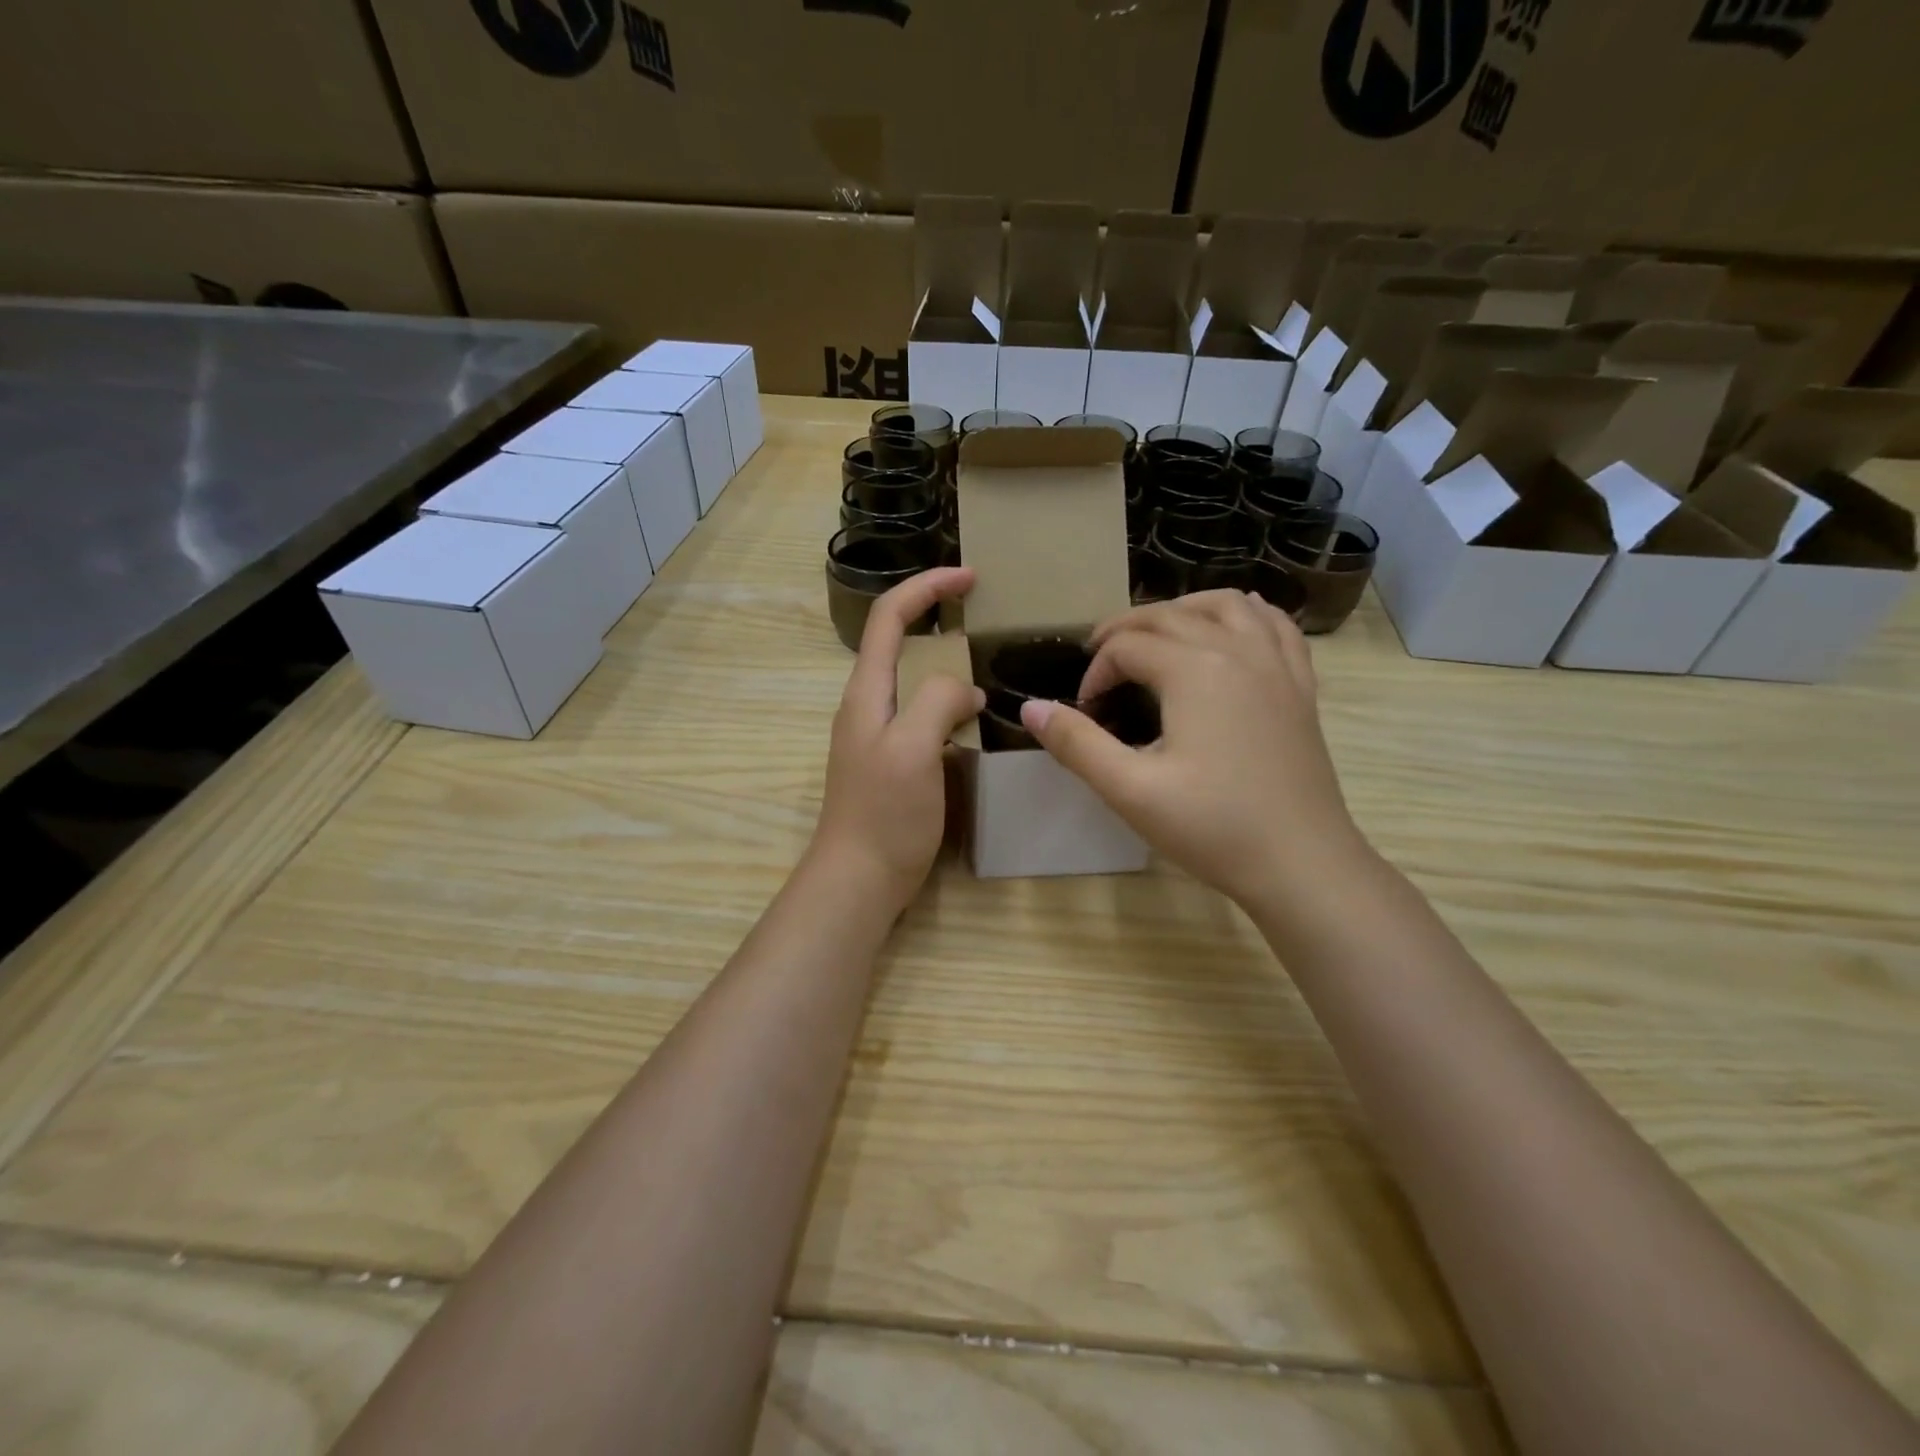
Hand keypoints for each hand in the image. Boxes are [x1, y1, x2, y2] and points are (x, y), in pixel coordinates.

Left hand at [811, 567, 983, 910]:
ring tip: (986, 663)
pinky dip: (949, 702)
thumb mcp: (912, 749)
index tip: (970, 577)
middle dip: (936, 615)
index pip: (889, 617)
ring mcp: (879, 734)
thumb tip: (966, 691)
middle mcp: (868, 705)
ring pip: (912, 680)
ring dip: (946, 662)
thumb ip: (937, 702)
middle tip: (983, 615)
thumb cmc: (884, 814)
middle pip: (898, 641)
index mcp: (867, 692)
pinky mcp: (894, 761)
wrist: (859, 879)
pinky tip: (973, 718)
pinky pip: (922, 714)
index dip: (926, 587)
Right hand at [1020, 591, 1369, 912]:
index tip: (1084, 711)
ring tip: (1158, 632)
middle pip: (1170, 614)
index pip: (1127, 647)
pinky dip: (1248, 615)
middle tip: (1099, 659)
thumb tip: (1030, 708)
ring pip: (1227, 605)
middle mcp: (1237, 650)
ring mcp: (1276, 665)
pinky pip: (1276, 627)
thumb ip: (1077, 744)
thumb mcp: (1131, 790)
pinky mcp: (1300, 687)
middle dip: (1126, 630)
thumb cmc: (1213, 827)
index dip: (1096, 672)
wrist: (1302, 863)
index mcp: (1194, 670)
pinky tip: (1235, 626)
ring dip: (1184, 608)